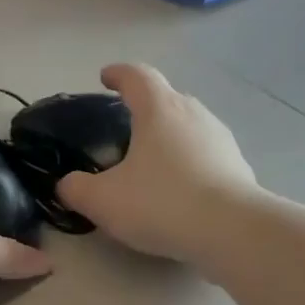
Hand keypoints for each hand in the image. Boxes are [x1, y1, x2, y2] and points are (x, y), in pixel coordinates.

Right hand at [57, 64, 257, 263]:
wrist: (230, 230)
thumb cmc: (160, 203)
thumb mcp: (103, 201)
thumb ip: (76, 189)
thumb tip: (67, 185)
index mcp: (159, 110)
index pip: (136, 76)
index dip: (118, 74)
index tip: (105, 77)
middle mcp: (193, 114)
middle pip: (167, 99)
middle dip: (146, 107)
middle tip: (128, 127)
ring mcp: (220, 139)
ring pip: (189, 127)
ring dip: (170, 137)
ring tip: (153, 161)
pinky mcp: (237, 166)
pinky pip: (206, 156)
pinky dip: (189, 164)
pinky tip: (180, 189)